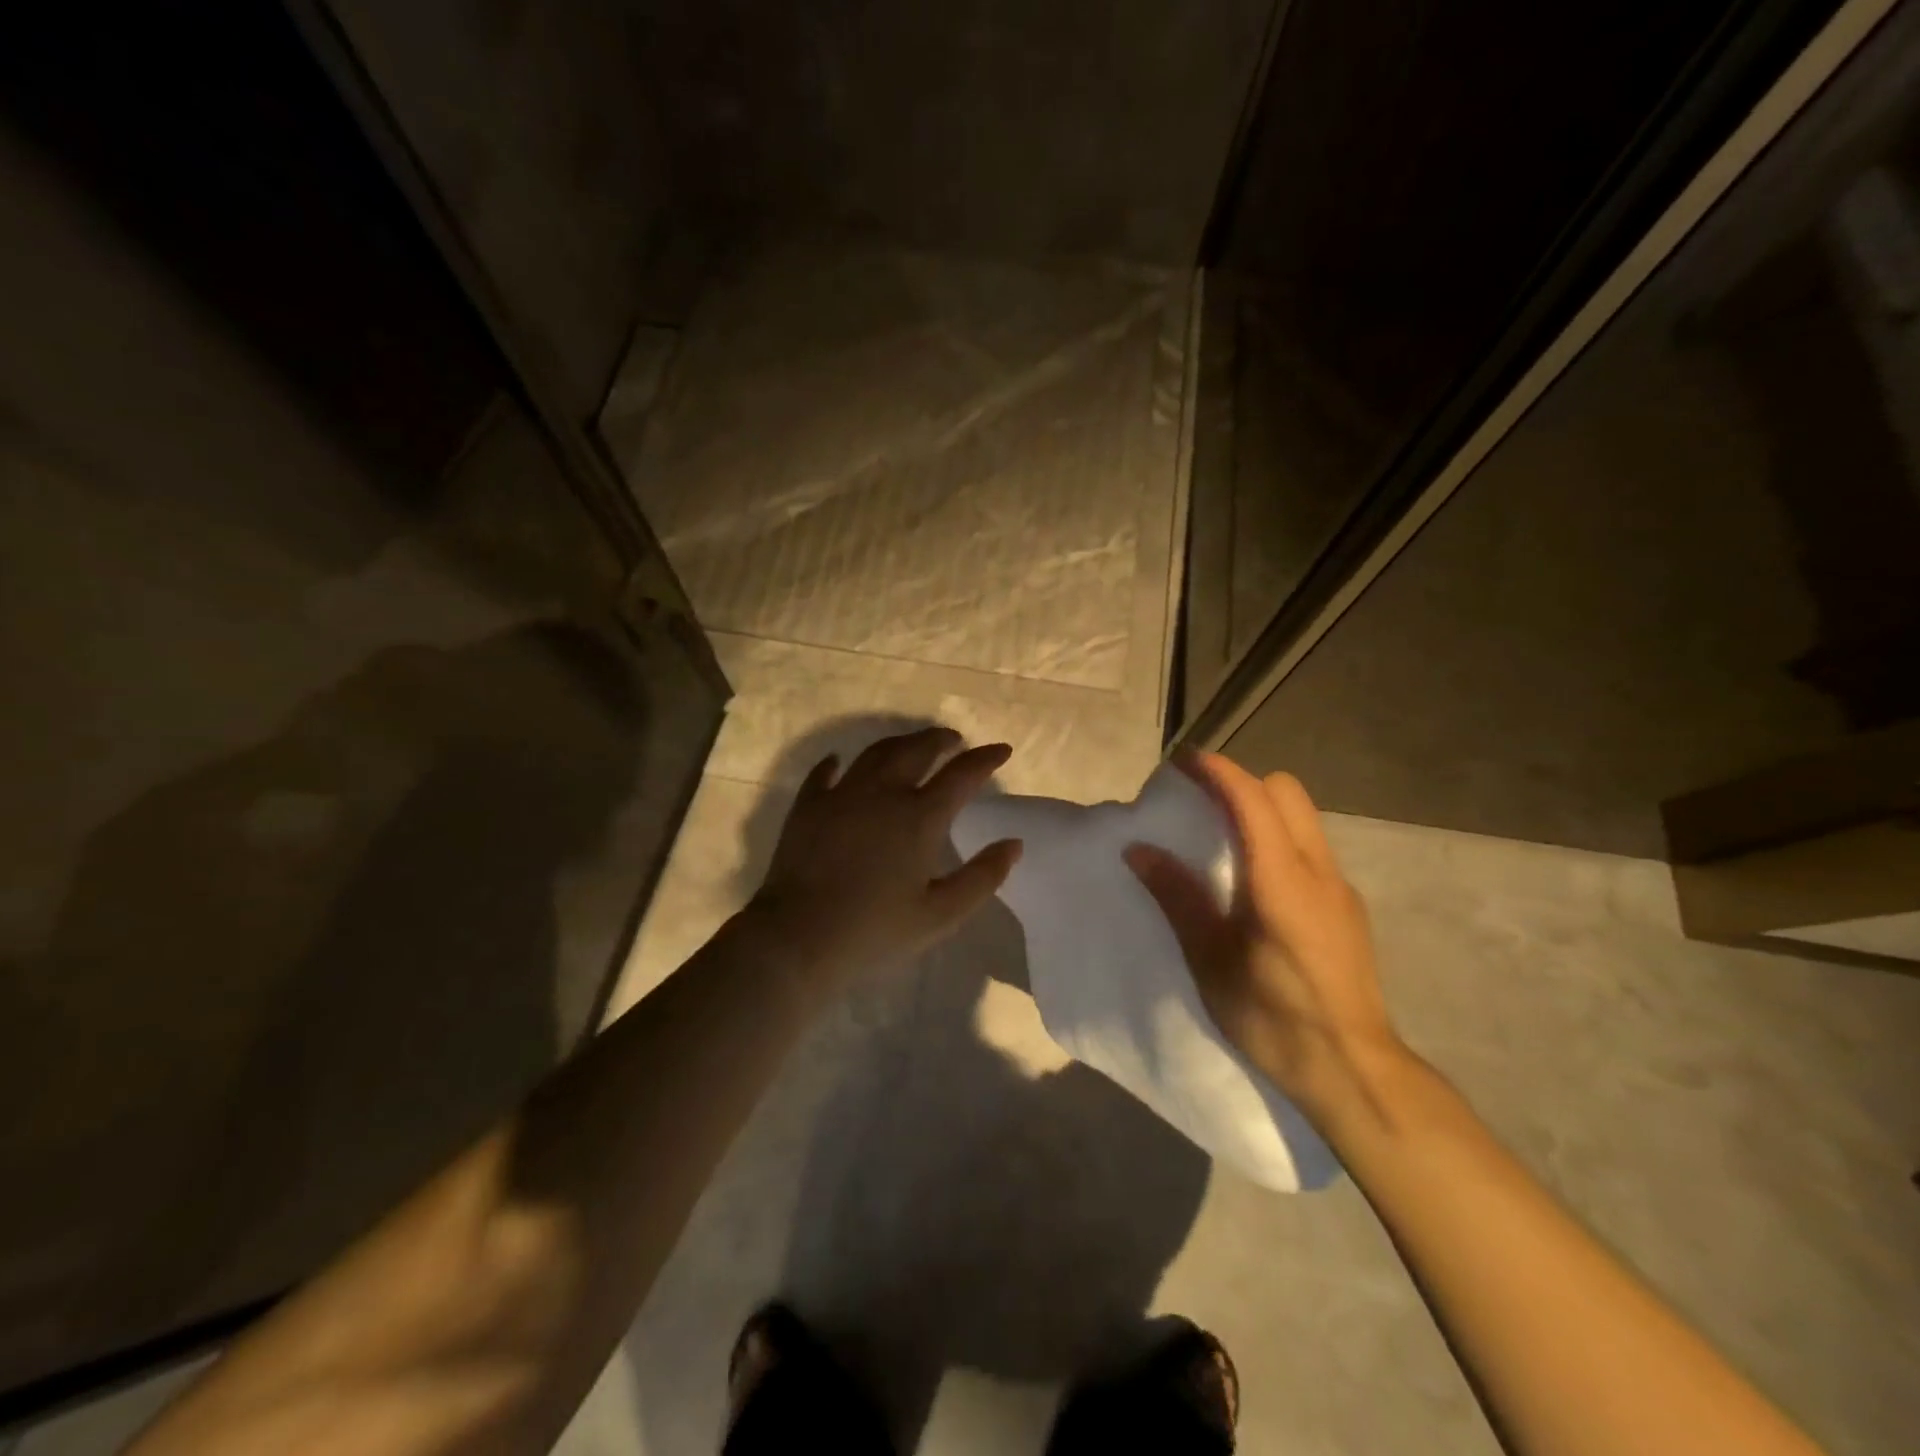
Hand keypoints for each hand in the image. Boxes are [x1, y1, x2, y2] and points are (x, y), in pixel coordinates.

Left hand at [747, 728, 1021, 985]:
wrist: (798, 938)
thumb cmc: (875, 931)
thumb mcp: (941, 914)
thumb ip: (982, 877)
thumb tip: (1014, 844)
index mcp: (919, 817)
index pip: (962, 774)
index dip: (986, 759)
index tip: (1002, 750)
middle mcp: (882, 793)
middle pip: (917, 750)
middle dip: (940, 740)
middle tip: (954, 740)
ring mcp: (841, 795)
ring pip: (875, 753)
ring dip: (899, 743)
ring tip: (910, 746)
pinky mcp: (807, 806)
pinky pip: (824, 773)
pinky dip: (836, 763)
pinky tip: (839, 762)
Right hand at [1125, 753, 1403, 1122]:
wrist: (1354, 1071)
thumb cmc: (1273, 1016)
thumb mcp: (1210, 959)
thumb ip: (1177, 896)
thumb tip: (1139, 849)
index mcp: (1282, 878)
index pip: (1251, 797)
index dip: (1215, 771)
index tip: (1180, 763)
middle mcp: (1318, 869)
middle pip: (1286, 791)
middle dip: (1241, 782)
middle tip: (1200, 803)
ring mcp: (1339, 888)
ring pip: (1304, 817)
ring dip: (1262, 809)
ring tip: (1222, 838)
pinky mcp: (1347, 908)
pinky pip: (1311, 848)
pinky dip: (1279, 839)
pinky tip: (1255, 883)